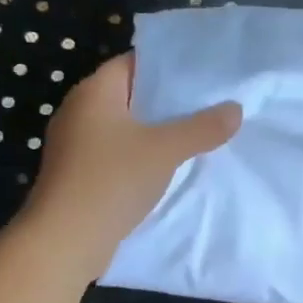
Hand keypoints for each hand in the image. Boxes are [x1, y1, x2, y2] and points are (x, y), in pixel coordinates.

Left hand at [19, 53, 241, 278]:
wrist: (66, 239)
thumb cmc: (112, 180)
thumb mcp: (165, 150)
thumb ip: (202, 128)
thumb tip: (236, 109)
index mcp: (94, 93)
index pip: (132, 63)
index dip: (166, 67)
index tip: (201, 75)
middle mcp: (79, 112)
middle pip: (130, 96)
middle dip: (167, 102)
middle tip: (208, 106)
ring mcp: (76, 146)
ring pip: (124, 129)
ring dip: (155, 133)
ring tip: (195, 137)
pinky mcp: (79, 175)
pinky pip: (117, 155)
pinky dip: (141, 157)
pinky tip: (167, 169)